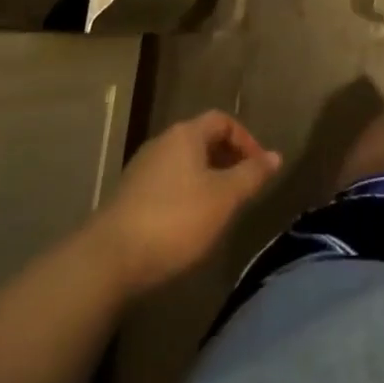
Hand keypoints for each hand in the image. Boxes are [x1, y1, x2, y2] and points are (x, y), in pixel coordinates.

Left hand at [95, 111, 280, 295]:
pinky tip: (189, 224)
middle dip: (227, 159)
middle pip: (202, 140)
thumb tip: (276, 156)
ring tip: (220, 208)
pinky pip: (167, 184)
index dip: (246, 140)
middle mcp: (162, 143)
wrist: (108, 261)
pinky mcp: (128, 197)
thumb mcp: (224, 198)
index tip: (260, 167)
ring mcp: (141, 170)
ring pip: (184, 164)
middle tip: (243, 187)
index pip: (222, 121)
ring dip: (206, 179)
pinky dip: (185, 195)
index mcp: (186, 134)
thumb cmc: (175, 220)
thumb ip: (252, 174)